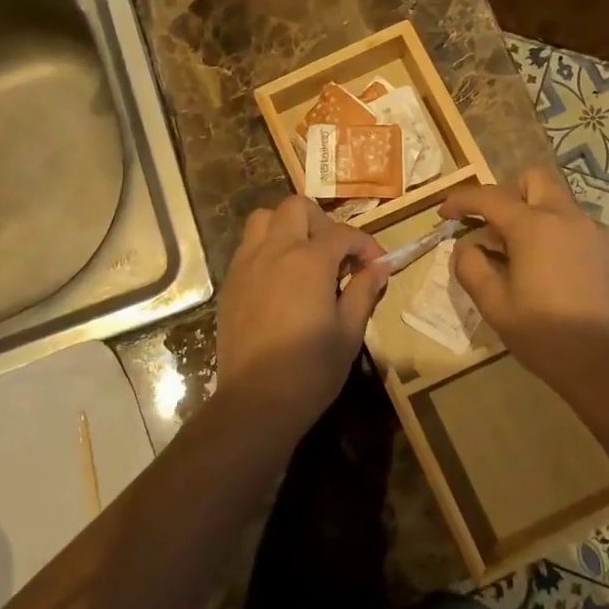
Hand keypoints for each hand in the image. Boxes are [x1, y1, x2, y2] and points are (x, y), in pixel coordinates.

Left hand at [215, 196, 388, 430]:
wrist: (255, 401)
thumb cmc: (310, 370)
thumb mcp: (349, 332)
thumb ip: (363, 291)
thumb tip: (378, 267)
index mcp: (308, 261)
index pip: (343, 233)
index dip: (365, 244)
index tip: (376, 265)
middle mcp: (274, 251)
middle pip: (296, 207)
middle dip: (322, 222)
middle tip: (335, 254)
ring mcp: (246, 264)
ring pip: (264, 218)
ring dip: (287, 227)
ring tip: (303, 257)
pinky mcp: (230, 283)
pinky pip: (248, 247)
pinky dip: (267, 248)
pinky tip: (280, 279)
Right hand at [440, 168, 608, 389]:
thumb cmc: (545, 335)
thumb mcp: (494, 306)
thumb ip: (471, 267)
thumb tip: (466, 247)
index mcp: (534, 227)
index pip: (489, 197)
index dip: (461, 200)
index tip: (445, 214)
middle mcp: (568, 217)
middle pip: (534, 179)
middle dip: (508, 192)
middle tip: (494, 225)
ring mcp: (597, 231)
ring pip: (559, 203)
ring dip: (536, 215)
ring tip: (524, 255)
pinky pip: (580, 227)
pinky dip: (560, 235)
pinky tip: (556, 271)